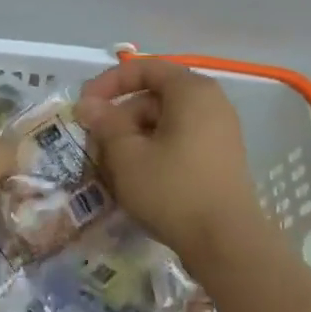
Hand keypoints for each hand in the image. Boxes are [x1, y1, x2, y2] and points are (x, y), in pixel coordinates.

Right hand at [76, 58, 264, 264]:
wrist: (226, 242)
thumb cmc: (173, 190)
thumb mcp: (128, 156)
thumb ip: (106, 123)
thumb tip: (88, 104)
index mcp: (191, 91)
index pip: (145, 68)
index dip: (109, 83)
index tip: (84, 106)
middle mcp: (211, 103)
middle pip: (154, 97)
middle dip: (120, 118)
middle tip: (94, 145)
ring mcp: (219, 132)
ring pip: (165, 123)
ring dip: (134, 139)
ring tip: (111, 168)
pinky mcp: (220, 159)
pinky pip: (180, 142)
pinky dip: (154, 152)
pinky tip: (137, 180)